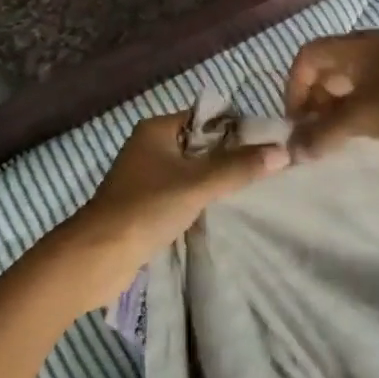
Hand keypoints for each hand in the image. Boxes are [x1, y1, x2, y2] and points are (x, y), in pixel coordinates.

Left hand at [54, 112, 286, 312]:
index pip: (206, 118)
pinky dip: (202, 200)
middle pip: (201, 145)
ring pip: (193, 171)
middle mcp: (150, 147)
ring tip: (253, 189)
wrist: (95, 259)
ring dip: (216, 181)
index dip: (236, 129)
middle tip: (267, 168)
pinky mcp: (146, 206)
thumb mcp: (197, 184)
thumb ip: (239, 167)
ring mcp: (147, 178)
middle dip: (230, 157)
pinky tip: (225, 211)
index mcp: (156, 129)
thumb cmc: (145, 209)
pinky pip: (183, 193)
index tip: (268, 144)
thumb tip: (283, 151)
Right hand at [284, 31, 378, 163]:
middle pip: (325, 66)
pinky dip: (350, 111)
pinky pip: (363, 93)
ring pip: (344, 82)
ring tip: (329, 139)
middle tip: (310, 132)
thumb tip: (291, 151)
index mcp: (357, 46)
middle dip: (311, 98)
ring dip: (330, 108)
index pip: (308, 55)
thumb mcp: (361, 120)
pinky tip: (353, 135)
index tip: (296, 121)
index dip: (294, 86)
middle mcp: (370, 49)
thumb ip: (321, 134)